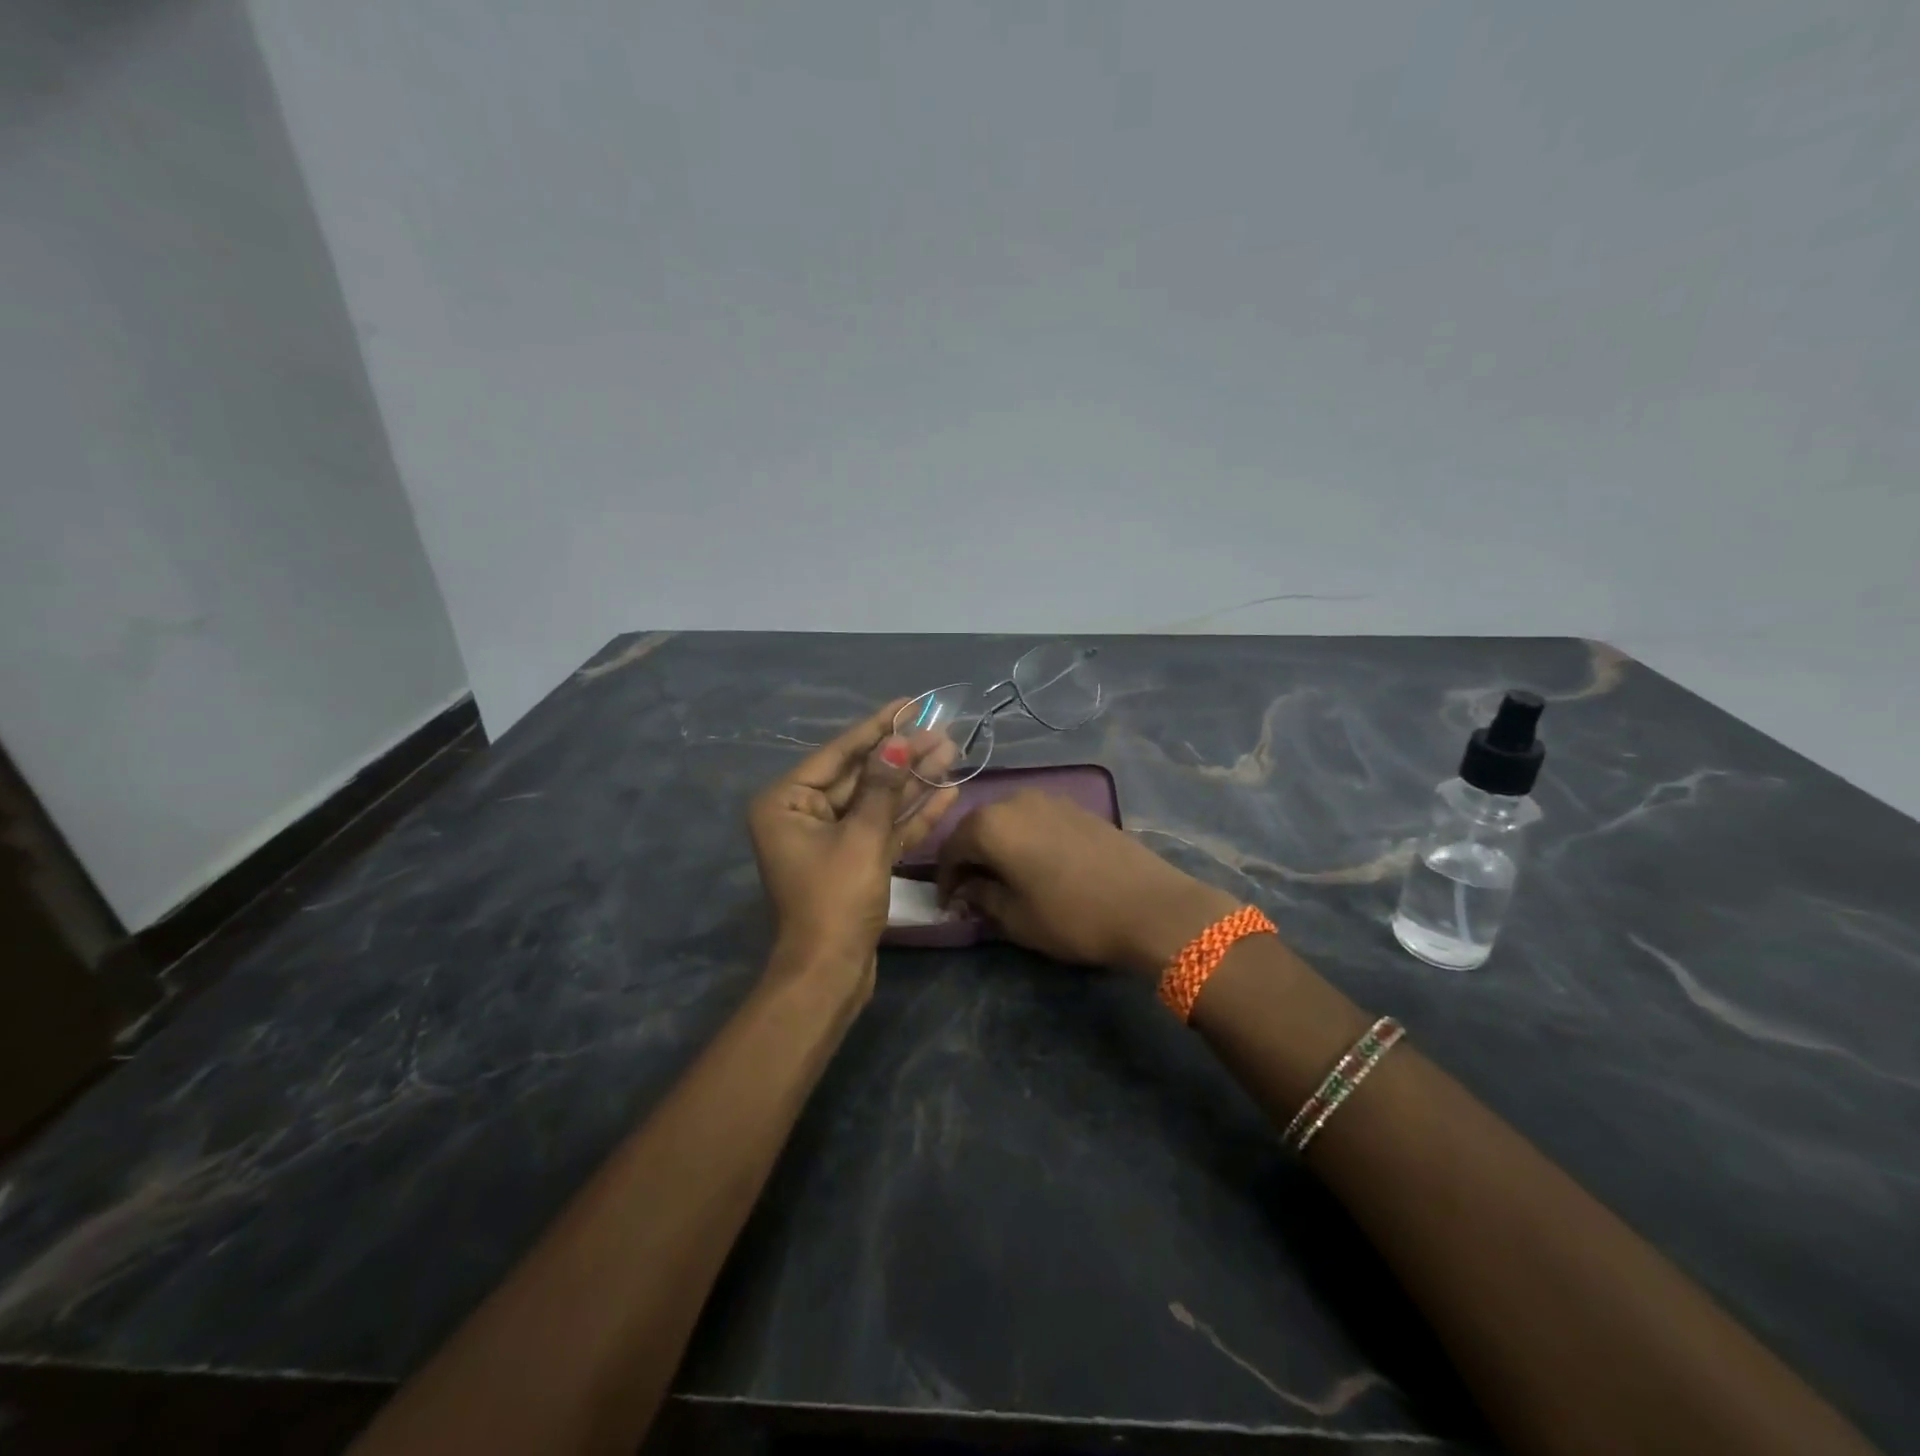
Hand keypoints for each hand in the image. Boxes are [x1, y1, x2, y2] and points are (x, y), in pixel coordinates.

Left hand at [748, 700, 958, 986]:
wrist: (830, 975)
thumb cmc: (835, 899)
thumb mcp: (862, 837)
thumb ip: (883, 787)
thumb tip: (898, 742)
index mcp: (787, 802)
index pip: (840, 753)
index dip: (878, 727)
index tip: (910, 703)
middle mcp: (804, 814)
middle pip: (862, 776)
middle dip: (903, 756)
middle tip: (942, 730)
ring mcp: (831, 839)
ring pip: (878, 802)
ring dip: (913, 781)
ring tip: (952, 753)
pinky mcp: (855, 862)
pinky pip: (884, 829)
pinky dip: (912, 815)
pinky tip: (945, 792)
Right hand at [935, 790, 1239, 974]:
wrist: (1150, 905)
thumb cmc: (1073, 916)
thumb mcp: (1016, 918)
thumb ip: (982, 897)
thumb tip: (967, 889)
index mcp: (991, 824)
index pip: (951, 848)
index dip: (945, 878)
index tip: (948, 904)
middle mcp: (1015, 800)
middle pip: (978, 827)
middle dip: (970, 858)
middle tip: (971, 891)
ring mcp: (1049, 799)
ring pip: (1007, 820)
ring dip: (998, 846)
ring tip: (1003, 878)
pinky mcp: (1076, 806)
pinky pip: (1034, 819)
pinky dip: (1024, 839)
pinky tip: (1034, 864)